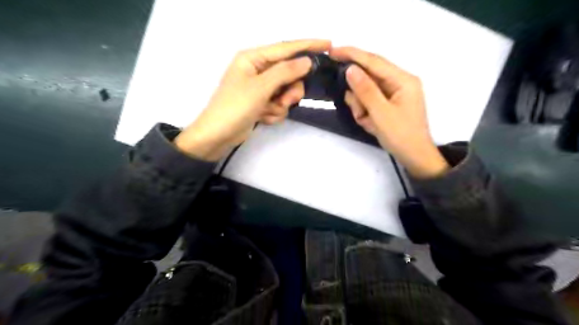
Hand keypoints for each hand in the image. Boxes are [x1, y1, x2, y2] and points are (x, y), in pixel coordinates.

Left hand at [174, 40, 329, 161]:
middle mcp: (258, 70)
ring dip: (281, 104)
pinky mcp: (261, 103)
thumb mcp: (261, 87)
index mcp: (253, 58)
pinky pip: (279, 104)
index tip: (328, 45)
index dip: (307, 46)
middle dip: (290, 90)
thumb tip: (306, 61)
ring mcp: (260, 88)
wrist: (218, 136)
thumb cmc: (235, 107)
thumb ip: (285, 72)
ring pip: (286, 91)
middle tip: (286, 100)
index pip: (285, 48)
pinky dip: (274, 112)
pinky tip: (263, 117)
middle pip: (289, 74)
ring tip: (270, 111)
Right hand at [330, 47, 446, 178]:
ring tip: (368, 121)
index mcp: (402, 80)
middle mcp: (399, 81)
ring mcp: (394, 92)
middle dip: (358, 94)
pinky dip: (365, 111)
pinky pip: (370, 100)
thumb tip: (350, 69)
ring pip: (366, 90)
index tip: (332, 50)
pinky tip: (370, 123)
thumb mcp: (381, 114)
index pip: (374, 61)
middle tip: (359, 112)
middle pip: (369, 76)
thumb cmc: (401, 136)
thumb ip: (365, 90)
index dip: (352, 54)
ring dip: (361, 106)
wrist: (414, 157)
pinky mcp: (389, 102)